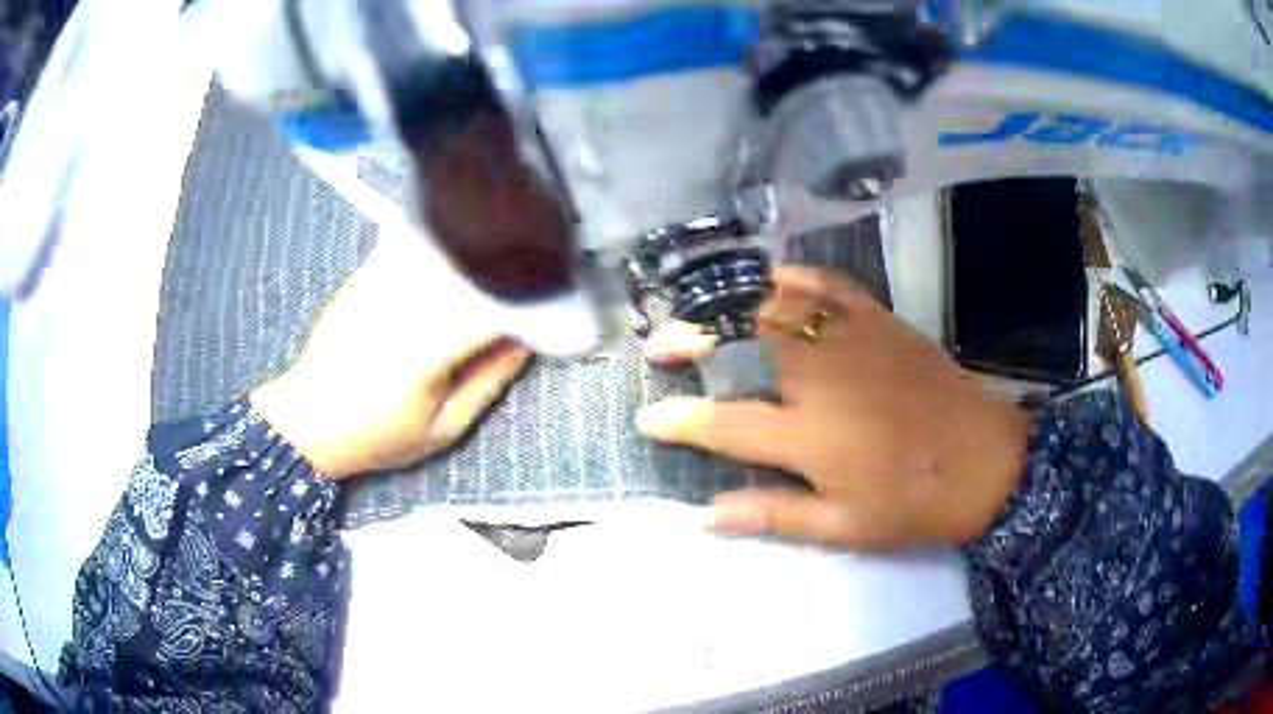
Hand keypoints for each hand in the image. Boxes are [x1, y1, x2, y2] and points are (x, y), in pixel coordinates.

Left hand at [250, 241, 530, 478]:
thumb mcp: (442, 428)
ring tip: (513, 249)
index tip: (562, 294)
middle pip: (472, 267)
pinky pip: (414, 248)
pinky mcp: (365, 275)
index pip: (492, 309)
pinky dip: (445, 245)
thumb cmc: (377, 435)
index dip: (533, 297)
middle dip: (513, 263)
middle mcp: (403, 305)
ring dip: (481, 247)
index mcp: (424, 350)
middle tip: (549, 262)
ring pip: (443, 250)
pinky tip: (465, 242)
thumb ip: (488, 382)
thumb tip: (526, 342)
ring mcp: (380, 284)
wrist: (308, 419)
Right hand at [637, 266, 1027, 550]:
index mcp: (811, 435)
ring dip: (728, 300)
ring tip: (702, 308)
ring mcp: (851, 338)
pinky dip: (790, 275)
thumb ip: (774, 514)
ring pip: (775, 300)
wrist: (985, 459)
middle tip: (662, 345)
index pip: (725, 423)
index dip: (679, 421)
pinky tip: (771, 279)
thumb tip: (707, 516)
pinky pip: (825, 282)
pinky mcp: (878, 318)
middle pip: (740, 339)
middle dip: (690, 336)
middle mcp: (822, 376)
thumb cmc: (914, 501)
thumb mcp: (844, 527)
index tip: (647, 418)